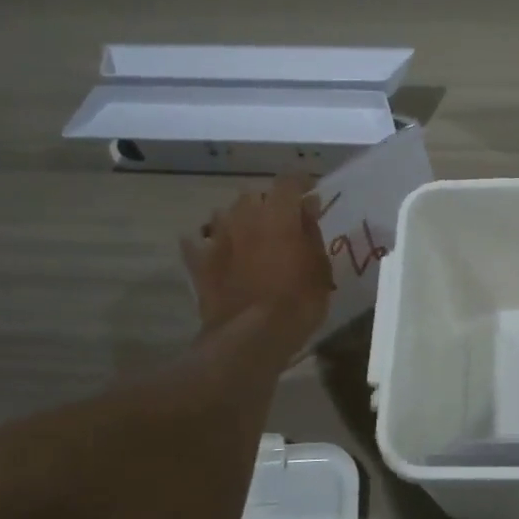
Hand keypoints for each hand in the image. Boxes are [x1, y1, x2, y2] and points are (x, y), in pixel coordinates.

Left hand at [181, 175, 333, 351]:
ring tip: (249, 237)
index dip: (301, 183)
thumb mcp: (320, 267)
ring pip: (224, 214)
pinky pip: (198, 244)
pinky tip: (213, 254)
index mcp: (278, 213)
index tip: (311, 194)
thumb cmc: (297, 301)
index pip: (289, 181)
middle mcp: (243, 216)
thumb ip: (312, 232)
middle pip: (253, 195)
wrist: (251, 337)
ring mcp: (216, 238)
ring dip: (238, 220)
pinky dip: (207, 245)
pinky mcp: (199, 263)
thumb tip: (307, 207)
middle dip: (267, 203)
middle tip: (281, 222)